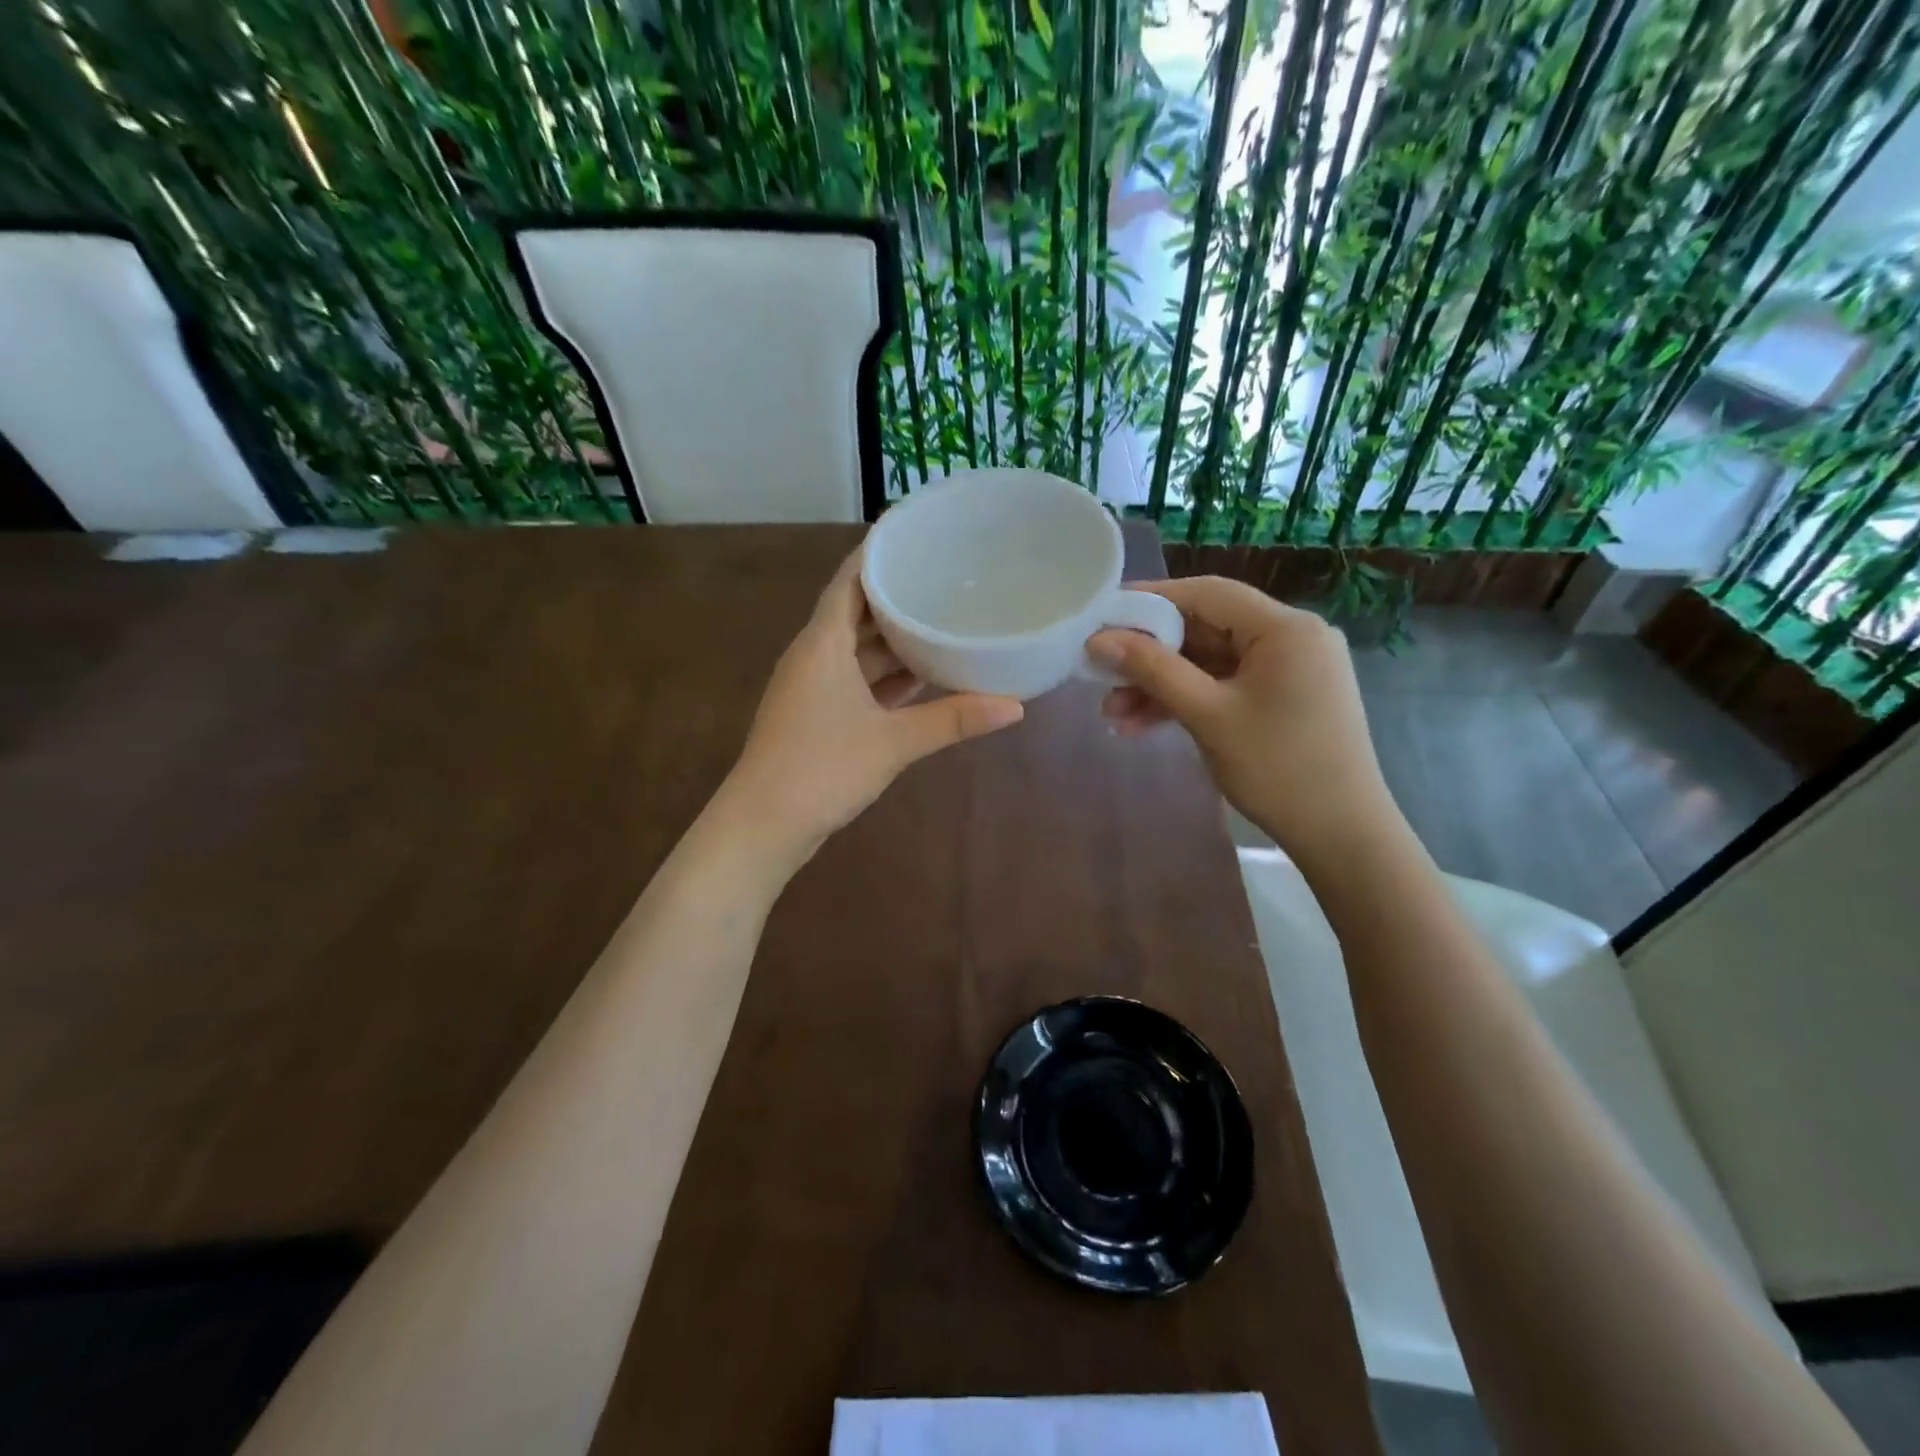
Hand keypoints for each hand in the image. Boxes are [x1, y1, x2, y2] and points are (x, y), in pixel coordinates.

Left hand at [721, 548, 1024, 862]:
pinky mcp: (816, 715)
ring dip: (894, 641)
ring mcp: (812, 687)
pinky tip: (921, 677)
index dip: (877, 553)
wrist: (764, 825)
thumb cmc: (823, 768)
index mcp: (823, 643)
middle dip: (897, 597)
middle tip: (945, 578)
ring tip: (942, 622)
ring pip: (857, 650)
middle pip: (856, 612)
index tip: (914, 533)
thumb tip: (1016, 707)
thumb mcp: (894, 742)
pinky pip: (855, 680)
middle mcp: (814, 655)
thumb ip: (954, 720)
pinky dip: (885, 676)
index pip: (849, 579)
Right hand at [1088, 576, 1401, 866]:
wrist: (1341, 835)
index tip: (1102, 615)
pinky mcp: (1284, 697)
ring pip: (1210, 662)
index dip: (1150, 600)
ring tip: (1113, 715)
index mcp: (1285, 628)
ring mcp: (1290, 669)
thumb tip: (1098, 639)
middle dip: (1150, 655)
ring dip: (1162, 684)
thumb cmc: (1277, 769)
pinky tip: (1144, 724)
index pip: (1207, 594)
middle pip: (1206, 628)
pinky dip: (1188, 700)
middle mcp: (1292, 636)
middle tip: (1101, 673)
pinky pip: (1225, 685)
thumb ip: (1152, 670)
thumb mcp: (1207, 715)